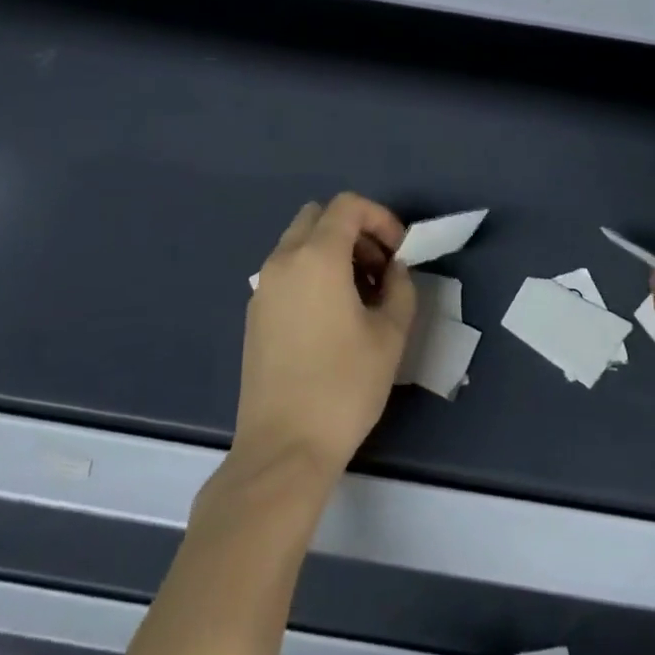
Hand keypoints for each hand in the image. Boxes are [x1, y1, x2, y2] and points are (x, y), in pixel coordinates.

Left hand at [236, 193, 415, 478]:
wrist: (283, 448)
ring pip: (299, 242)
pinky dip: (312, 272)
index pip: (347, 206)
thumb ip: (400, 288)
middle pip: (319, 217)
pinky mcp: (254, 313)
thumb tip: (394, 270)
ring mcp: (263, 286)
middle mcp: (283, 260)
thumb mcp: (390, 335)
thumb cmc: (344, 387)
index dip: (380, 217)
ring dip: (332, 251)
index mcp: (316, 256)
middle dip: (354, 231)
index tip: (399, 251)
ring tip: (360, 295)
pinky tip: (332, 316)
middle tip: (379, 268)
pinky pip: (286, 270)